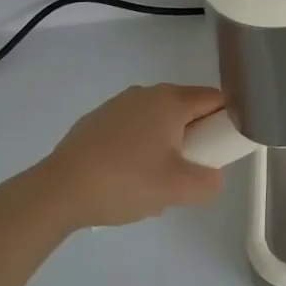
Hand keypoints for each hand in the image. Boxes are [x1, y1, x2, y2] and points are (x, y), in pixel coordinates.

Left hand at [32, 83, 227, 229]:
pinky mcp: (97, 121)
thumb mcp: (178, 190)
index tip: (223, 149)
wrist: (57, 191)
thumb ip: (209, 183)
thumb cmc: (124, 182)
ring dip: (167, 144)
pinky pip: (133, 128)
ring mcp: (119, 105)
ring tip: (154, 181)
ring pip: (159, 120)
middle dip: (195, 137)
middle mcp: (147, 93)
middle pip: (187, 109)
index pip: (216, 99)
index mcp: (171, 100)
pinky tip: (126, 178)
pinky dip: (139, 147)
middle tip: (189, 172)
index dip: (228, 121)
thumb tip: (213, 177)